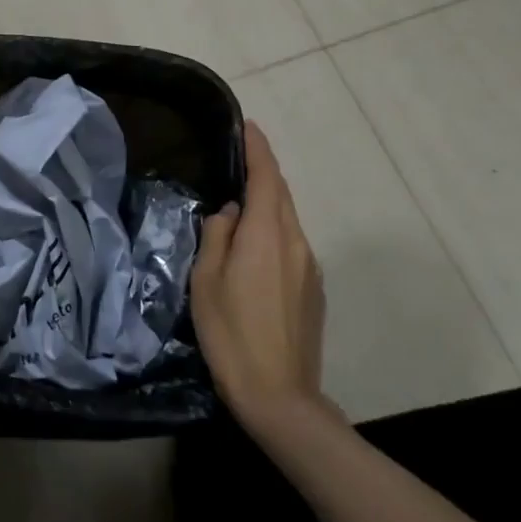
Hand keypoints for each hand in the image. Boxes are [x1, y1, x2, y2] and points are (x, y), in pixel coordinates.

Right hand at [190, 122, 326, 425]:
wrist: (279, 395)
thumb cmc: (231, 333)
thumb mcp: (206, 280)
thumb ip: (217, 236)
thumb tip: (230, 214)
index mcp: (267, 234)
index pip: (267, 177)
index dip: (258, 149)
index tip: (248, 126)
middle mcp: (296, 242)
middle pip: (282, 196)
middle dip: (263, 174)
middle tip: (239, 160)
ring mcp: (309, 267)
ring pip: (288, 222)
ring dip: (268, 206)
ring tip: (240, 207)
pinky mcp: (314, 290)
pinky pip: (292, 246)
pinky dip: (274, 234)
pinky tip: (254, 253)